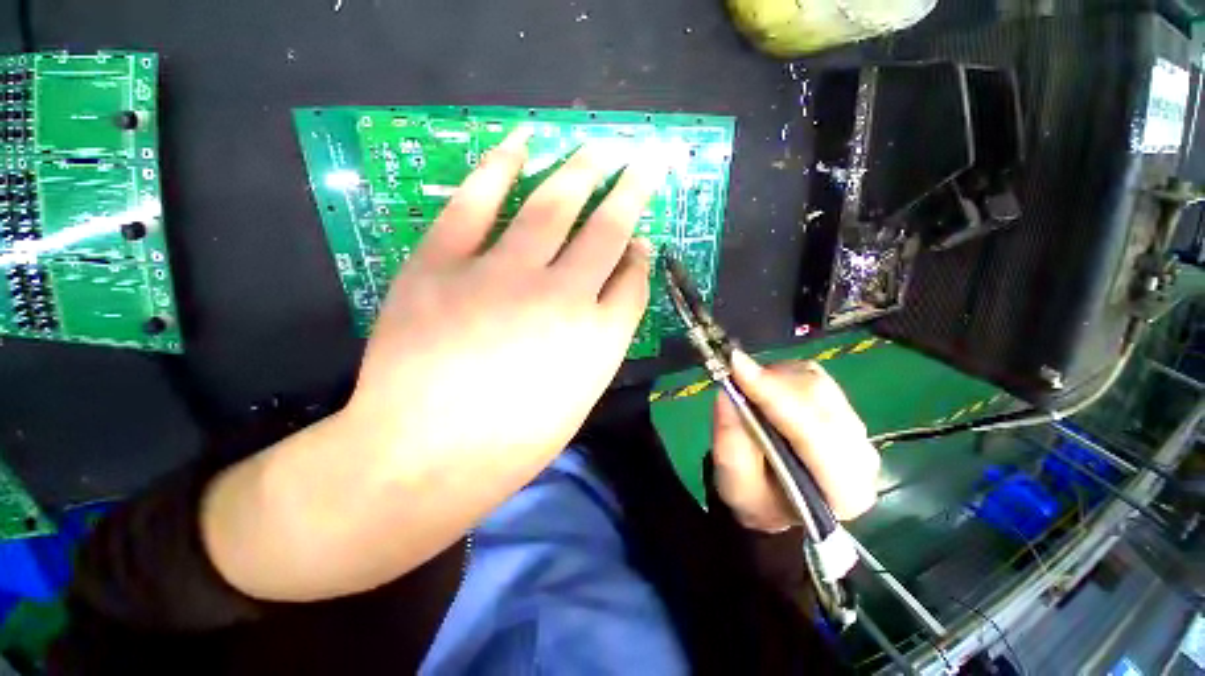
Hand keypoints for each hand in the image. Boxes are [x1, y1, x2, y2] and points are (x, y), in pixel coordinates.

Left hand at [203, 128, 668, 600]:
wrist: (421, 459)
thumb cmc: (510, 443)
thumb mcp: (577, 397)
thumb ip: (600, 340)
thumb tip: (613, 290)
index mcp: (598, 339)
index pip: (633, 279)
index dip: (640, 254)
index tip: (642, 238)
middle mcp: (562, 296)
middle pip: (608, 229)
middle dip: (632, 190)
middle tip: (646, 160)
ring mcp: (501, 275)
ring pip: (554, 205)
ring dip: (583, 169)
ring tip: (600, 145)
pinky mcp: (442, 264)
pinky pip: (475, 203)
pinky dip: (499, 166)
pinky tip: (523, 141)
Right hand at [712, 352, 879, 532]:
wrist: (775, 502)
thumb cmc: (755, 500)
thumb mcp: (734, 484)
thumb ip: (731, 441)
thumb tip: (728, 392)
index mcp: (844, 491)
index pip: (812, 433)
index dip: (772, 396)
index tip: (736, 366)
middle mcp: (862, 458)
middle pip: (820, 400)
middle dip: (772, 381)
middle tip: (733, 368)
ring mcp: (856, 430)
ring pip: (817, 383)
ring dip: (775, 376)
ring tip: (745, 381)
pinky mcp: (843, 408)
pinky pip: (814, 377)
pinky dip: (781, 373)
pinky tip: (762, 383)